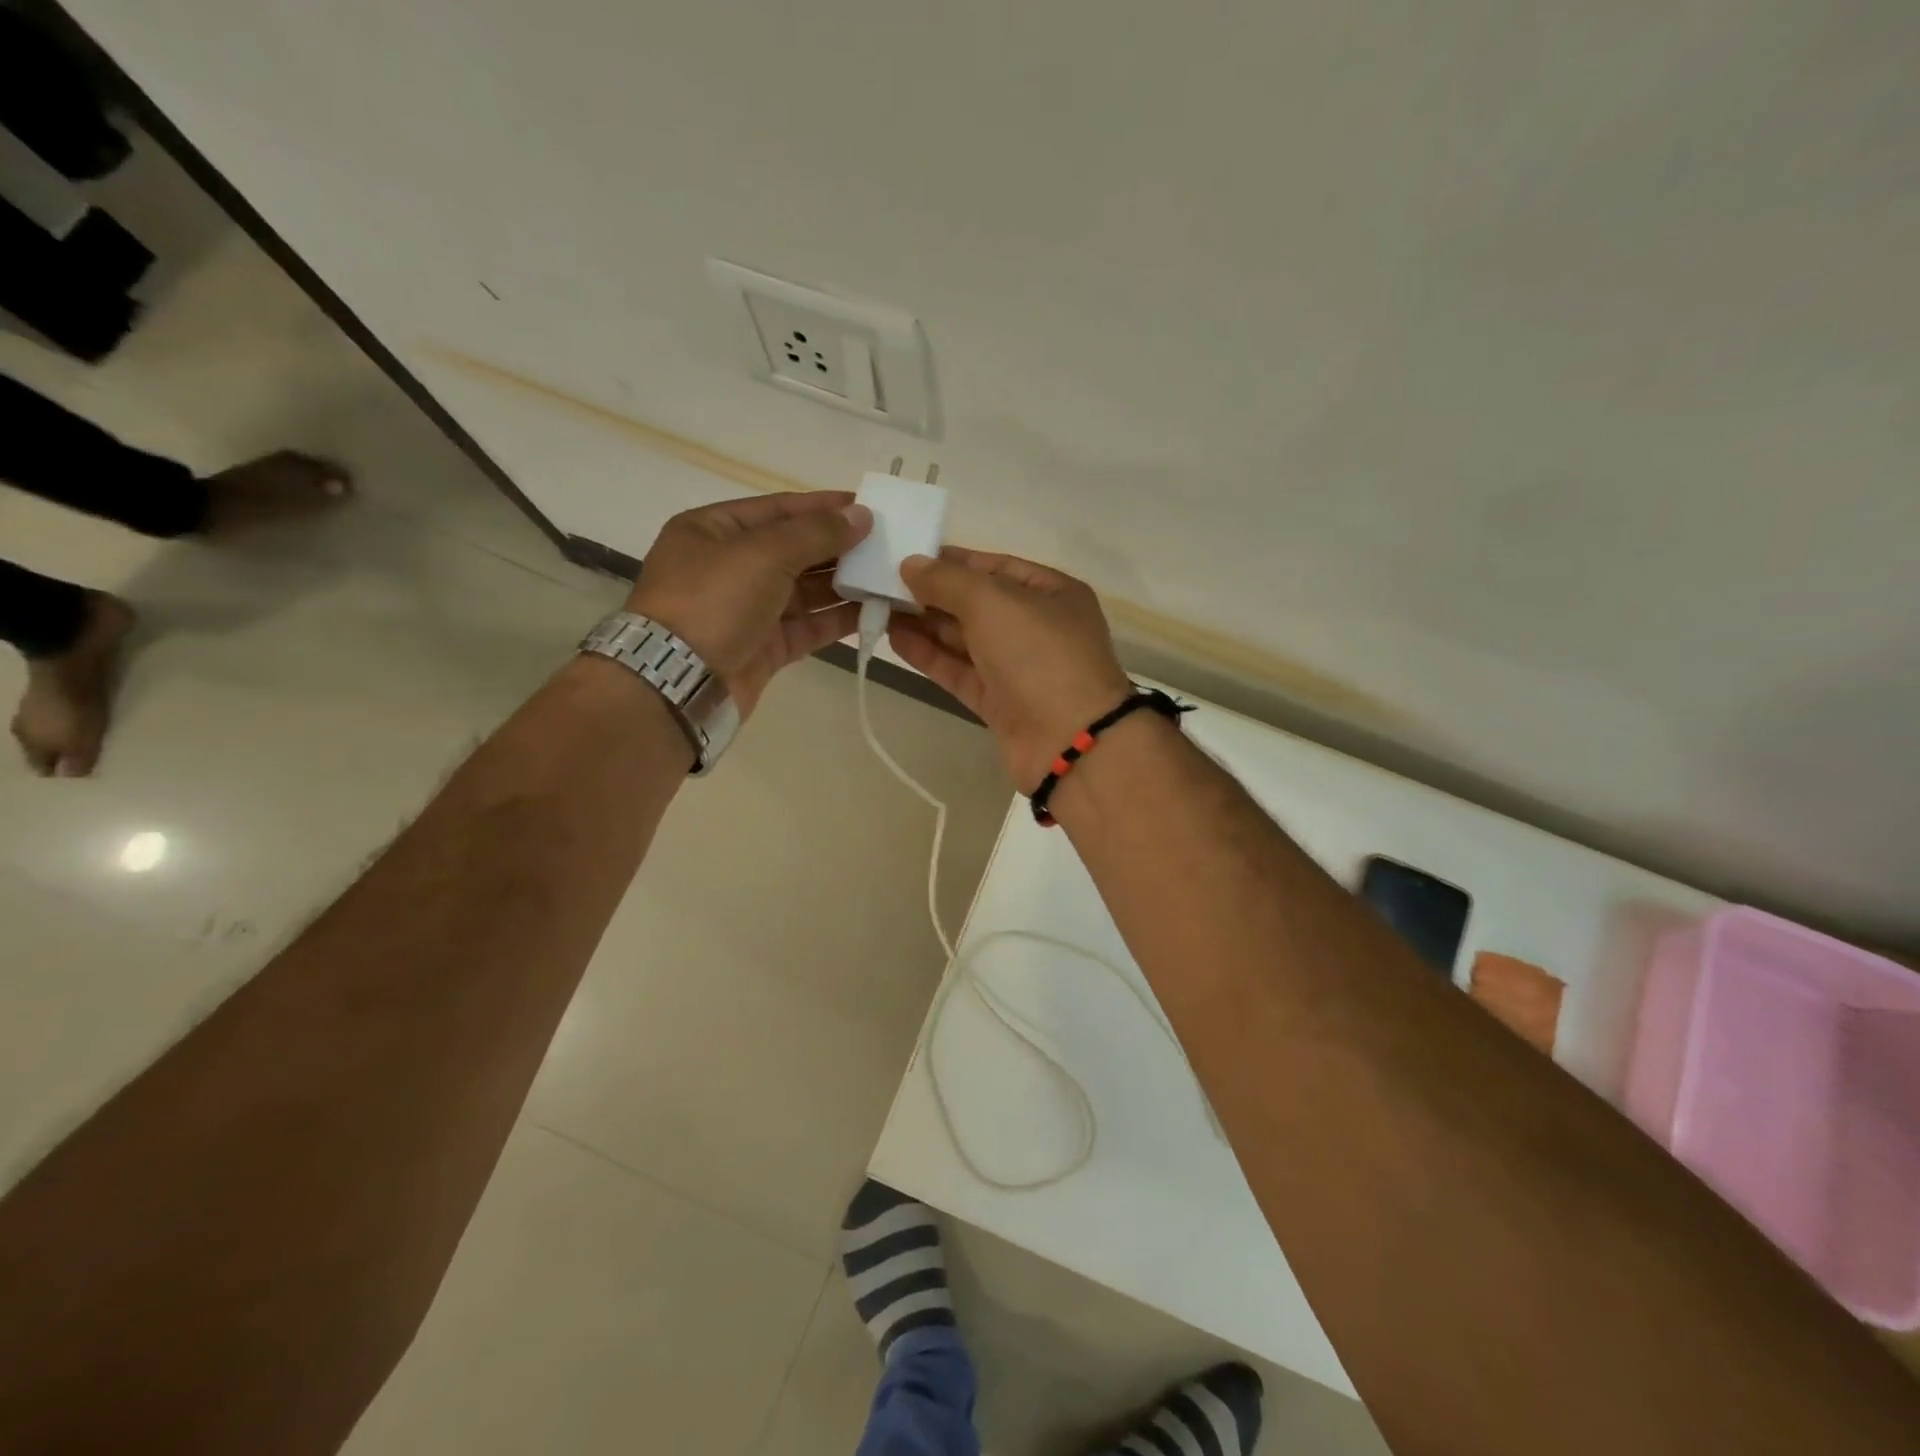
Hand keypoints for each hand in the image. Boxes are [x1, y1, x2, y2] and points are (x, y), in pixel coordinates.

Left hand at [625, 492, 870, 716]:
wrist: (679, 681)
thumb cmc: (713, 601)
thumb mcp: (763, 554)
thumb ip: (816, 533)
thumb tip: (861, 515)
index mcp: (713, 530)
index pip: (778, 508)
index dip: (823, 506)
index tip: (868, 506)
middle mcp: (729, 566)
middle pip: (794, 549)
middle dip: (838, 547)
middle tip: (886, 544)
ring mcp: (747, 609)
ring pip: (804, 590)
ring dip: (844, 584)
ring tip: (887, 577)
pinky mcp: (764, 647)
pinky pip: (807, 625)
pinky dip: (837, 619)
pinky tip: (871, 611)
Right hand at [888, 547, 1134, 790]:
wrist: (1068, 741)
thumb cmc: (1039, 654)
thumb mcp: (994, 601)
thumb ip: (948, 581)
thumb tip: (910, 565)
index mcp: (1052, 593)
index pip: (996, 567)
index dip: (953, 561)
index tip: (908, 557)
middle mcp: (1037, 627)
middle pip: (977, 604)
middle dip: (933, 594)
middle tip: (882, 584)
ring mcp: (1018, 668)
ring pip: (965, 639)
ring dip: (925, 623)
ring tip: (878, 607)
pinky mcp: (998, 702)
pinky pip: (959, 671)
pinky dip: (930, 655)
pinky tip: (895, 638)